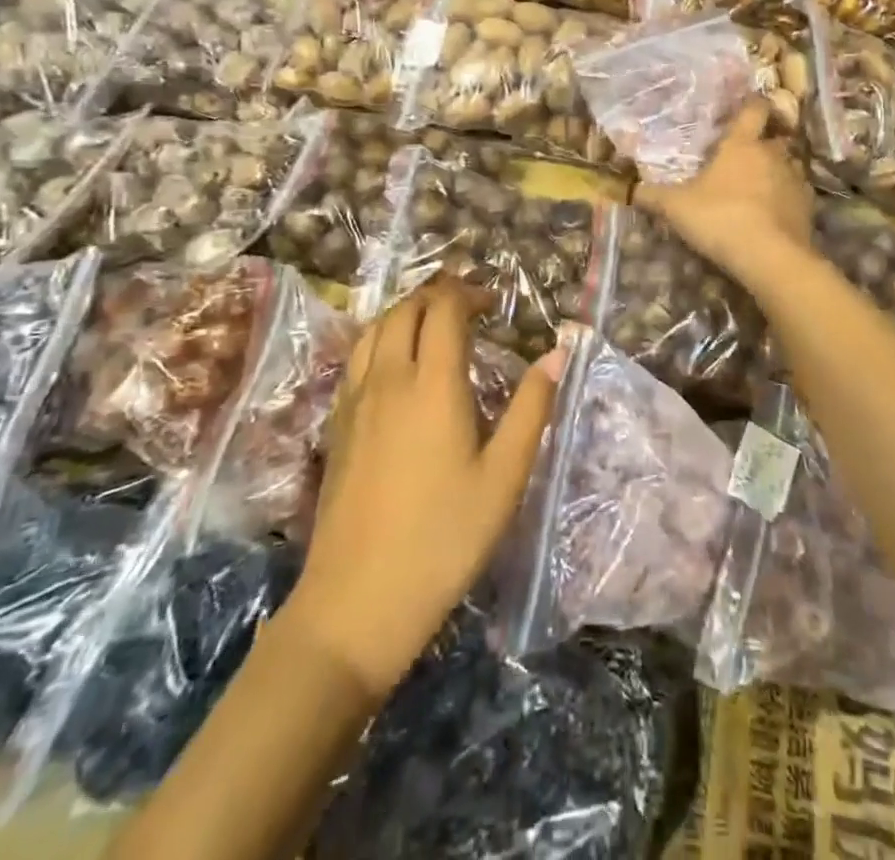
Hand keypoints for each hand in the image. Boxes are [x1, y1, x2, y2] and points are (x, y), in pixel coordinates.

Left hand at [285, 278, 560, 696]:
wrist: (357, 601)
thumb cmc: (445, 538)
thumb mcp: (505, 476)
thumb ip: (532, 407)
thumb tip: (558, 352)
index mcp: (433, 384)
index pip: (444, 310)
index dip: (468, 293)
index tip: (493, 301)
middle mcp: (388, 379)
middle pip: (405, 310)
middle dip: (437, 295)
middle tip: (467, 306)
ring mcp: (355, 402)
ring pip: (373, 330)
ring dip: (404, 313)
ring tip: (431, 324)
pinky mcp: (336, 427)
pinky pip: (355, 359)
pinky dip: (379, 340)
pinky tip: (394, 365)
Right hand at [634, 100, 813, 282]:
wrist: (770, 256)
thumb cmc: (720, 218)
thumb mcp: (676, 208)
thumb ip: (653, 196)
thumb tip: (629, 189)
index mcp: (742, 145)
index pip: (753, 110)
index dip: (752, 104)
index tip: (749, 103)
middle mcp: (773, 155)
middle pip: (775, 138)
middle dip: (764, 143)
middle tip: (747, 153)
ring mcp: (795, 180)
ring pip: (789, 165)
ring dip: (777, 171)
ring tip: (761, 185)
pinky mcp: (808, 207)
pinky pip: (797, 194)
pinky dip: (787, 199)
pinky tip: (774, 213)